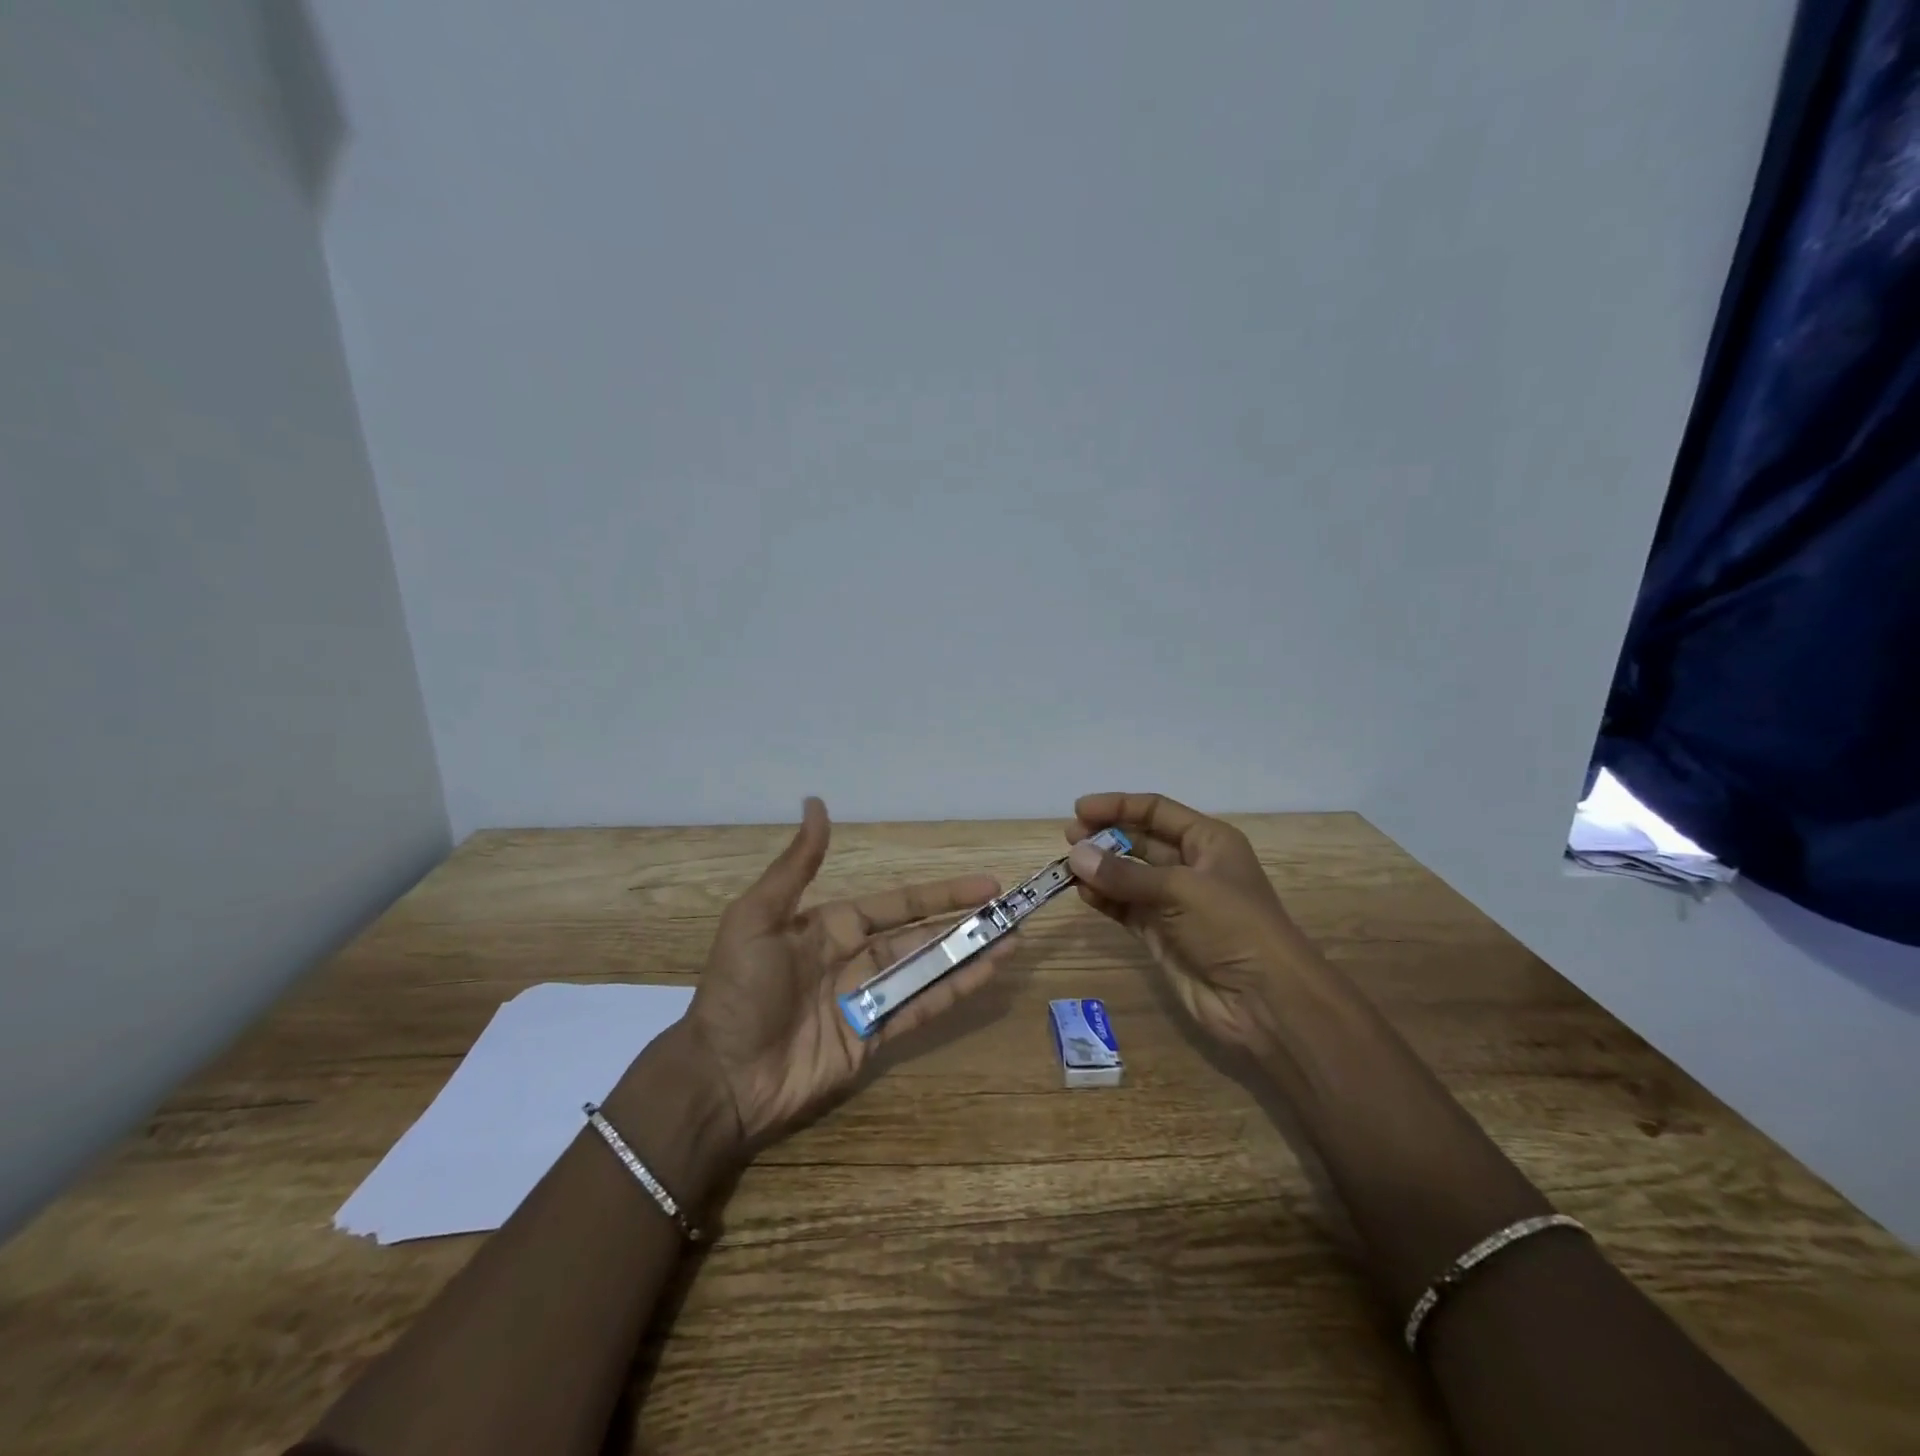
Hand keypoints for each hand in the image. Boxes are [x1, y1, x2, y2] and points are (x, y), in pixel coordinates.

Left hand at [684, 798, 1013, 1143]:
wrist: (722, 1076)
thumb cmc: (740, 990)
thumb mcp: (758, 918)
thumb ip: (797, 866)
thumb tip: (815, 803)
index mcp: (832, 926)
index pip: (898, 904)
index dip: (940, 894)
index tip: (984, 885)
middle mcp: (856, 957)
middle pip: (921, 936)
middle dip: (964, 924)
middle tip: (1010, 914)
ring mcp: (868, 999)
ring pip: (928, 970)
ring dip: (969, 956)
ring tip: (1012, 942)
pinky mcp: (874, 1037)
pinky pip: (920, 1008)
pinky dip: (954, 992)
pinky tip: (986, 976)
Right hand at [1065, 792, 1326, 1056]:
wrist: (1264, 1001)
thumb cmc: (1233, 927)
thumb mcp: (1181, 890)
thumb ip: (1125, 874)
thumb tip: (1075, 856)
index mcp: (1208, 842)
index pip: (1156, 811)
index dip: (1118, 806)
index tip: (1079, 810)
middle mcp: (1190, 866)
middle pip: (1139, 840)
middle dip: (1105, 837)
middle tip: (1069, 839)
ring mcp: (1173, 902)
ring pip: (1128, 875)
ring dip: (1100, 869)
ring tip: (1067, 868)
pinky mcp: (1160, 934)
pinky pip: (1125, 907)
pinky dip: (1104, 899)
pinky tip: (1083, 894)